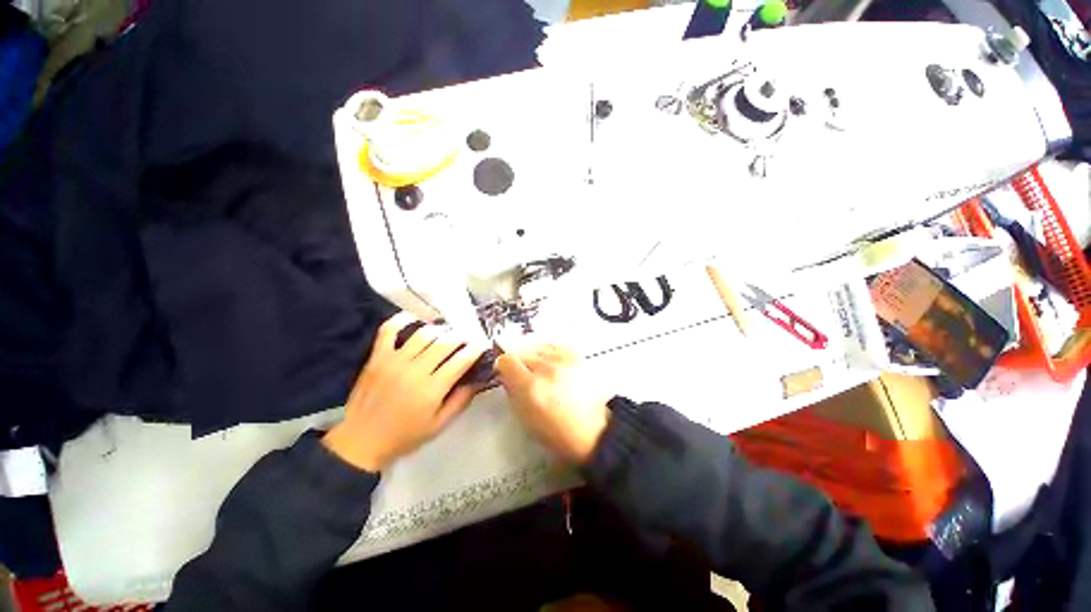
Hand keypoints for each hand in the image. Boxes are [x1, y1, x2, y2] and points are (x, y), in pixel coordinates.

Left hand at [323, 313, 487, 471]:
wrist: (360, 442)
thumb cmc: (404, 436)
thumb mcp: (439, 425)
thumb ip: (461, 400)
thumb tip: (479, 379)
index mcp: (431, 389)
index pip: (461, 360)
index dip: (475, 349)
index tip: (482, 345)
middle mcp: (414, 370)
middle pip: (445, 342)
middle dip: (462, 336)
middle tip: (468, 337)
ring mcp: (393, 361)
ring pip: (423, 334)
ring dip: (440, 329)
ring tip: (447, 332)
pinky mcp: (377, 357)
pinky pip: (389, 330)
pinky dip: (402, 320)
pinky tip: (415, 318)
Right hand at [496, 345, 609, 463]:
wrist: (590, 429)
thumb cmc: (557, 430)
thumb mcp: (523, 415)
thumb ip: (510, 390)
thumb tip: (505, 373)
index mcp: (531, 387)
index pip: (506, 360)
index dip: (503, 367)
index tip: (505, 373)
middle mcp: (547, 368)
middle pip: (520, 351)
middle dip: (518, 364)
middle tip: (524, 378)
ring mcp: (564, 359)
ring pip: (535, 346)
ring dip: (533, 358)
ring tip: (539, 373)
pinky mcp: (575, 355)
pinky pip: (552, 346)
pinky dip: (547, 354)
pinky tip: (550, 366)